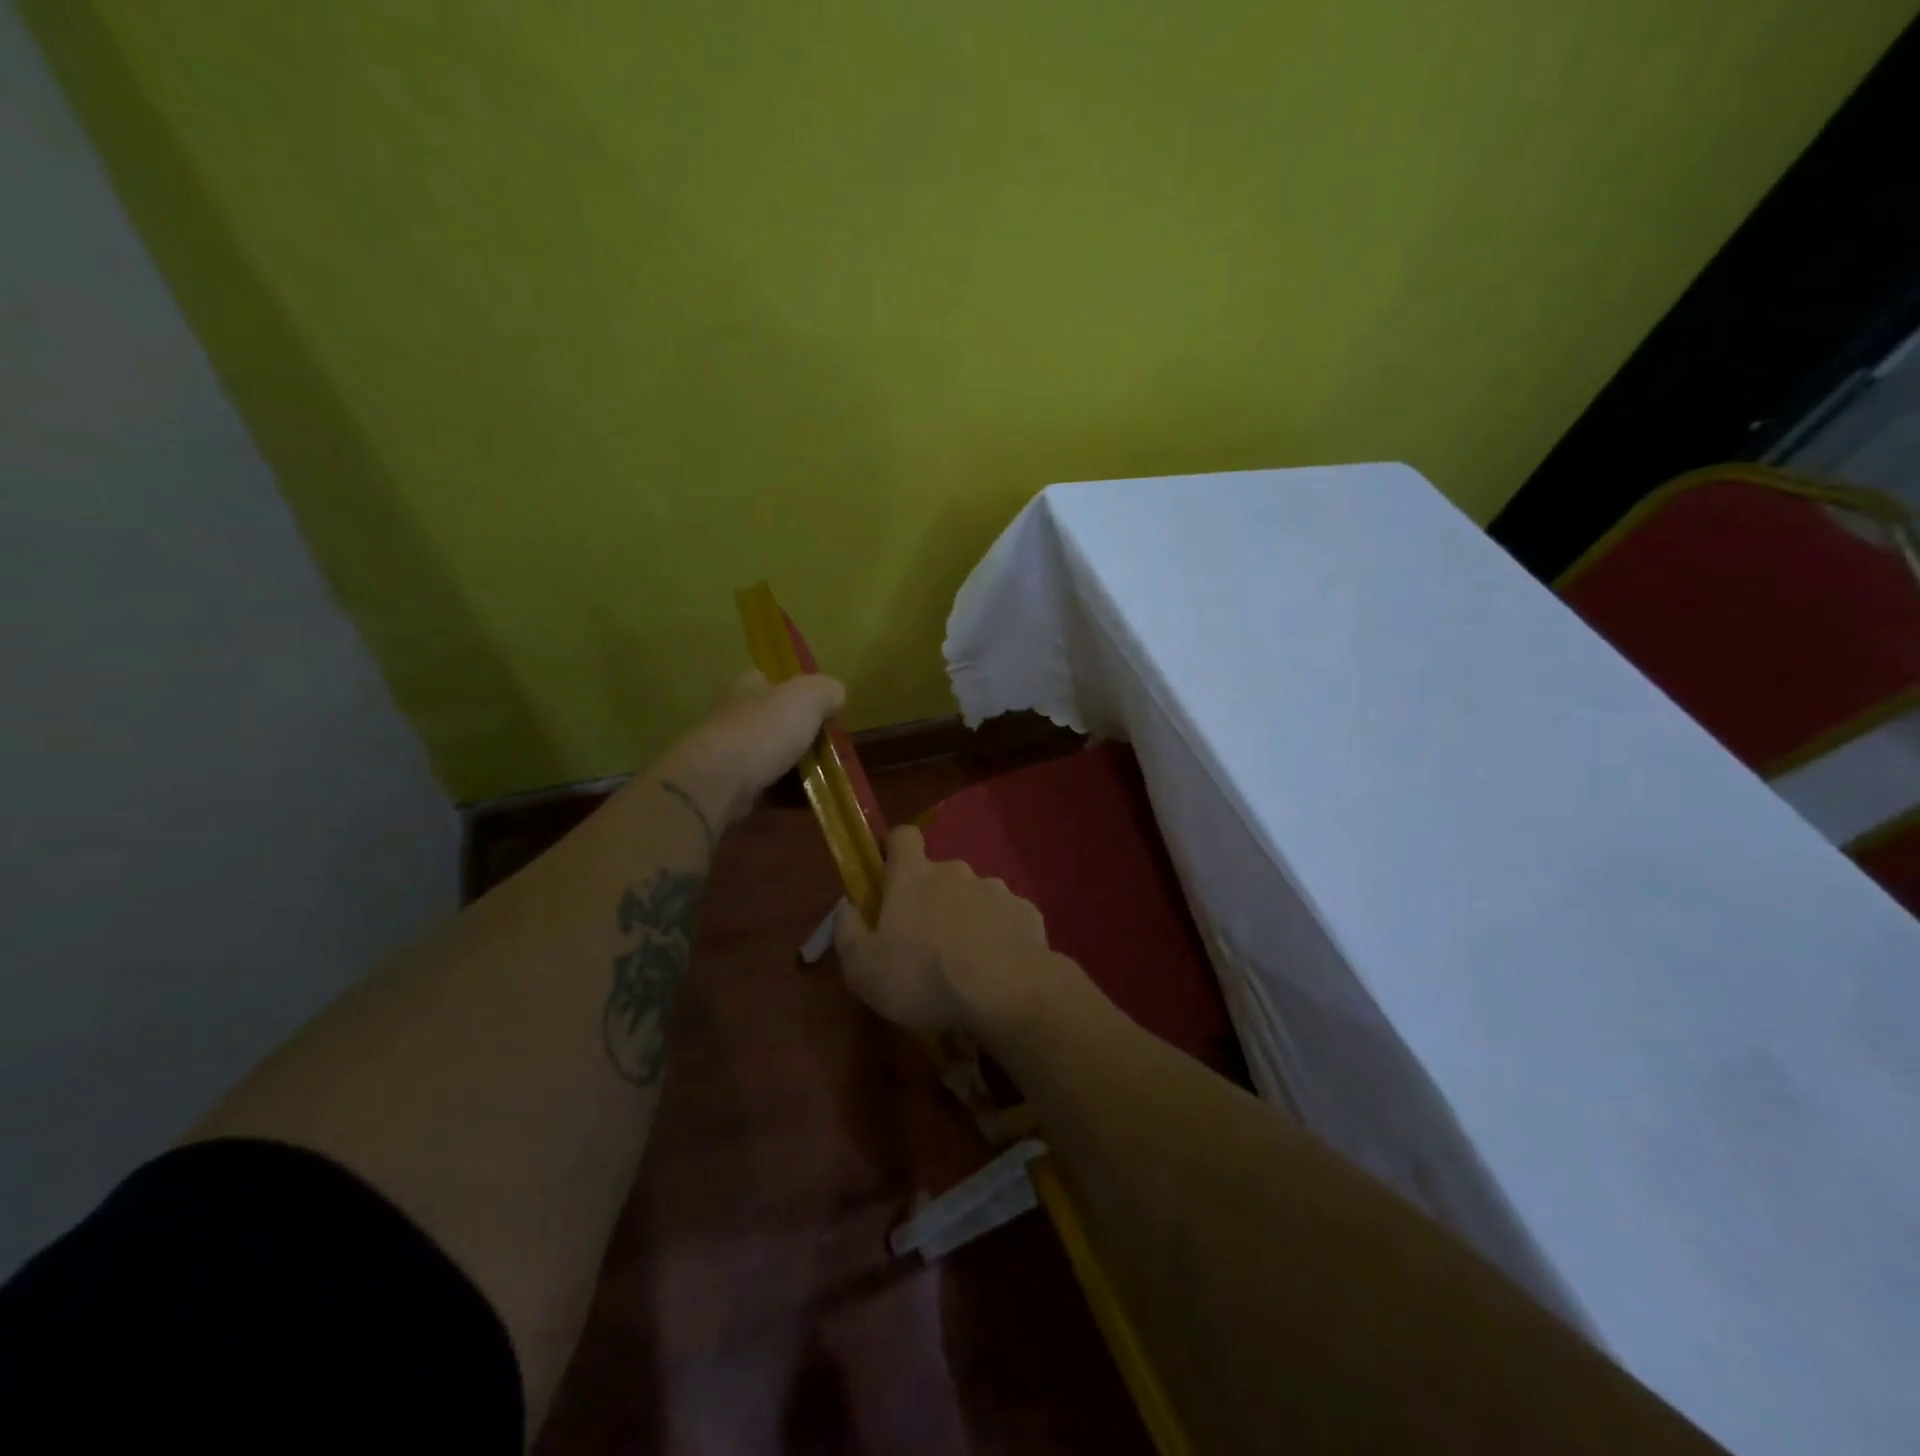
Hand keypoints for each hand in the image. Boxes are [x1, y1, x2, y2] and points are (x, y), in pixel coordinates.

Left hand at [665, 670, 844, 827]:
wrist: (719, 781)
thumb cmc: (764, 730)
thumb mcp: (809, 697)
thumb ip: (828, 690)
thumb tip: (835, 697)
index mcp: (748, 686)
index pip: (771, 678)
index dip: (797, 690)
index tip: (821, 709)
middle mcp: (734, 714)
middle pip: (773, 719)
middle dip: (799, 732)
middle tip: (828, 747)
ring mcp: (729, 751)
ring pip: (770, 754)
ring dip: (794, 765)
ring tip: (824, 777)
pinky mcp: (728, 784)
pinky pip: (765, 785)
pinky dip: (785, 792)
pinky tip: (805, 799)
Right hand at [834, 825, 1057, 1034]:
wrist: (1004, 990)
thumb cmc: (922, 976)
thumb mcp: (863, 968)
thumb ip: (848, 931)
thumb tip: (846, 905)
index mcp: (913, 876)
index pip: (903, 836)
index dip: (895, 850)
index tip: (890, 876)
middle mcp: (955, 871)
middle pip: (939, 873)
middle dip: (932, 898)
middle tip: (926, 942)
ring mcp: (995, 888)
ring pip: (974, 896)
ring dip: (967, 918)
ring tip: (966, 962)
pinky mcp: (1025, 911)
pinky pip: (1005, 918)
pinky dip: (998, 935)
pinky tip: (997, 968)